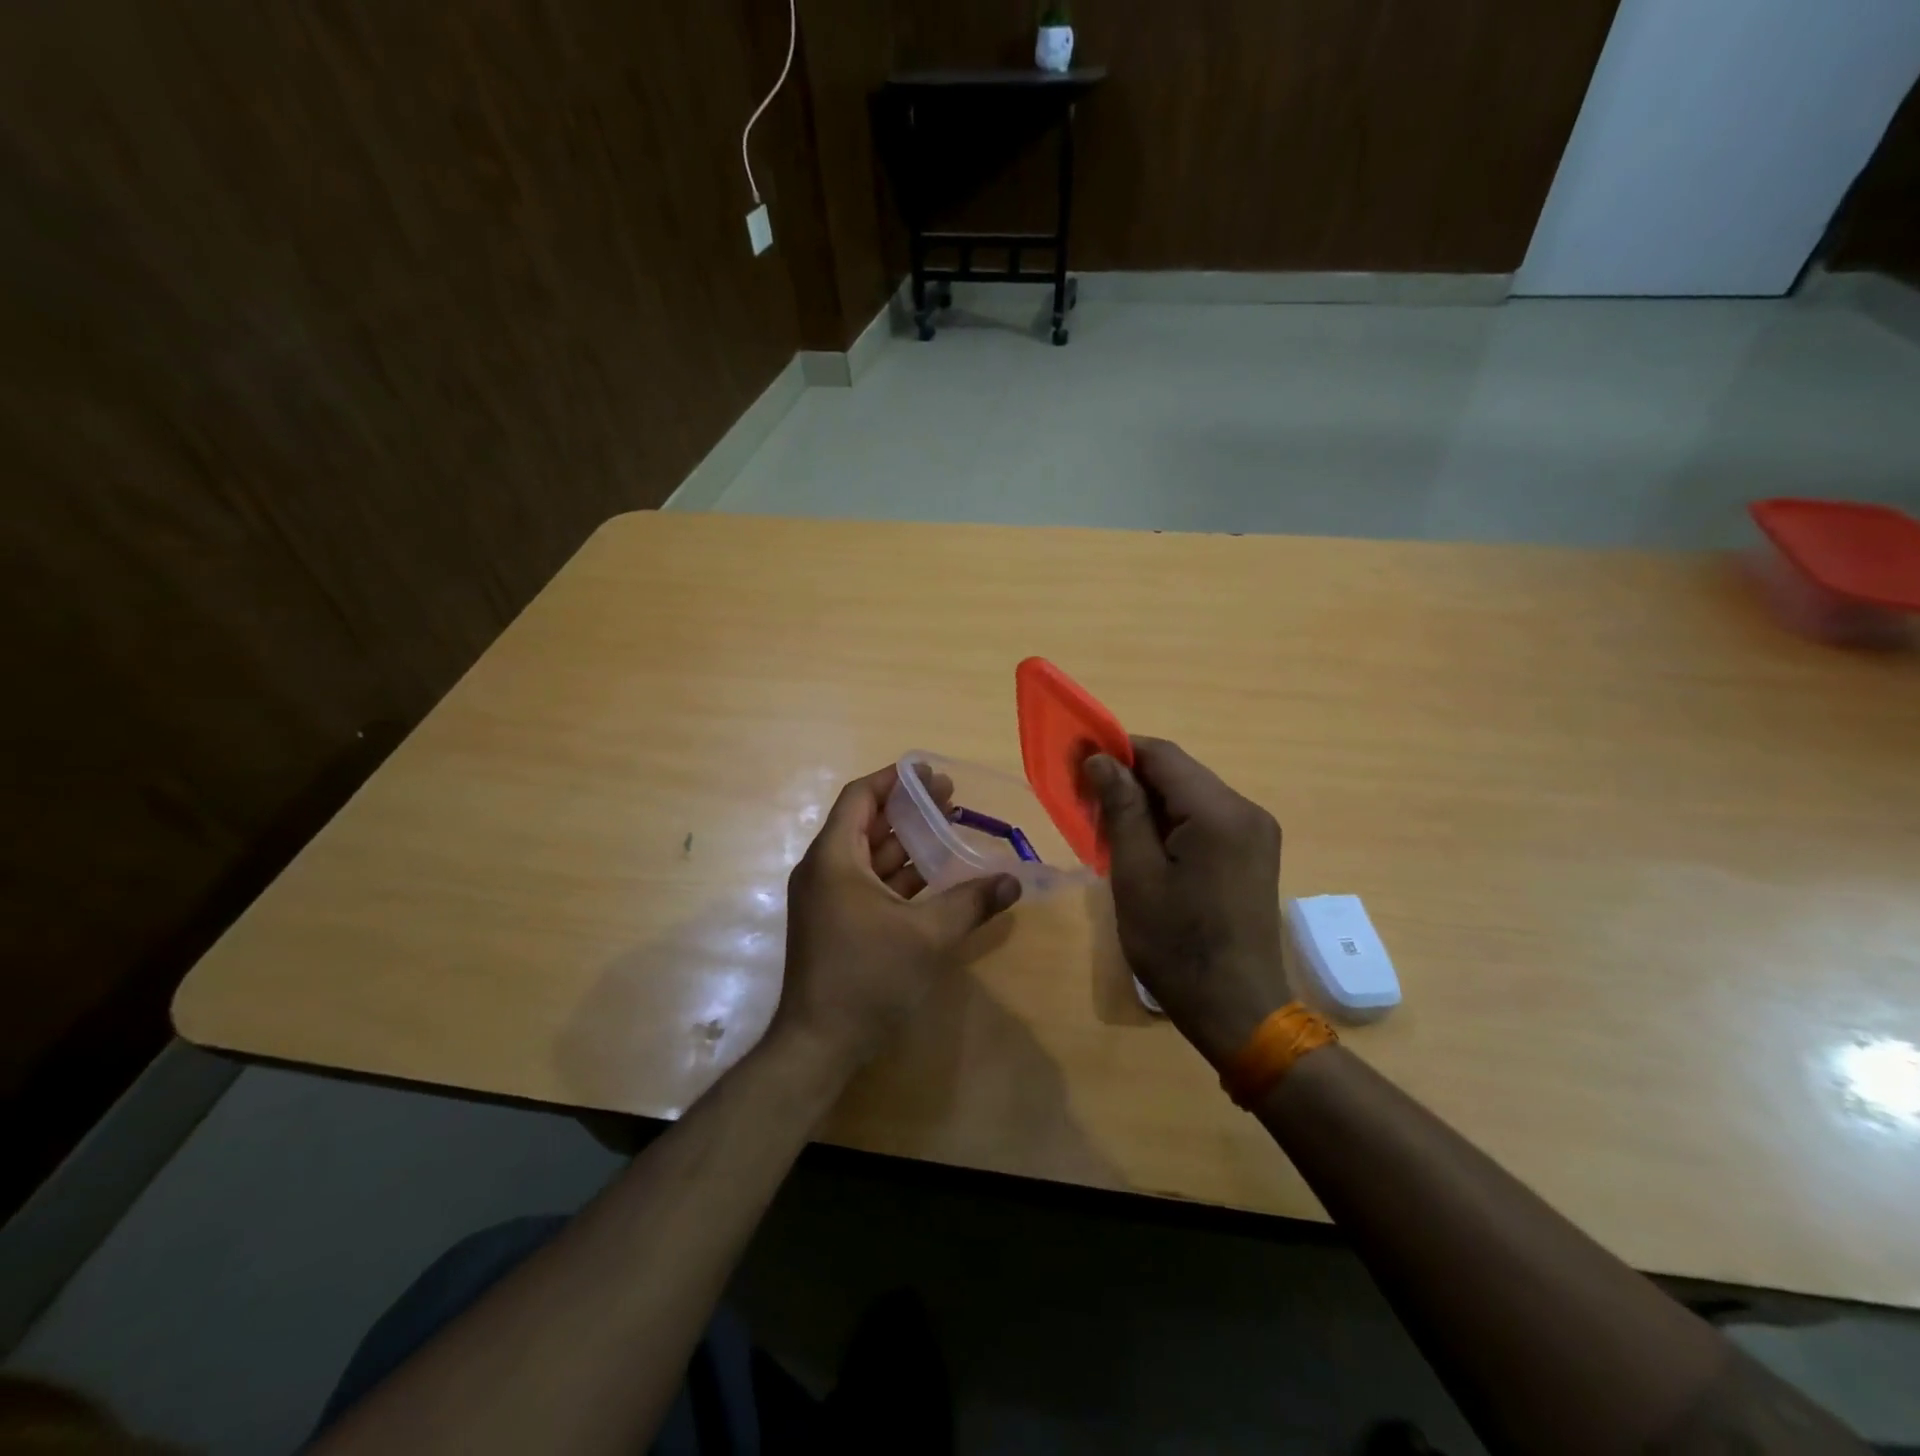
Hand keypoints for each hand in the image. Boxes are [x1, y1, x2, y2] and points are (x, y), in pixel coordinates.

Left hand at [774, 764, 1021, 1067]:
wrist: (819, 1044)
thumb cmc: (867, 976)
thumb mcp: (927, 936)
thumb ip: (971, 903)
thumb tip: (1013, 881)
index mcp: (835, 859)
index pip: (860, 798)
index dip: (894, 780)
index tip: (929, 773)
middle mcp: (825, 871)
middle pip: (867, 824)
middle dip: (908, 809)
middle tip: (951, 798)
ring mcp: (828, 899)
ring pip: (870, 856)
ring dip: (907, 843)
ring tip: (949, 829)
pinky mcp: (836, 923)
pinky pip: (869, 884)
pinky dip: (899, 875)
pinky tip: (934, 876)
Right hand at [1084, 738, 1290, 1067]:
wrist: (1236, 1009)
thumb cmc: (1177, 946)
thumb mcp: (1136, 875)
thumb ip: (1120, 809)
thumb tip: (1099, 758)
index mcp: (1220, 813)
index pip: (1162, 755)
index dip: (1117, 749)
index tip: (1076, 760)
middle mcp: (1247, 810)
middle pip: (1179, 772)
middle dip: (1129, 777)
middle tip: (1085, 798)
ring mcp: (1256, 831)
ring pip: (1190, 794)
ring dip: (1147, 800)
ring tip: (1107, 824)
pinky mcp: (1254, 851)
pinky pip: (1205, 818)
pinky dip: (1169, 820)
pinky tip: (1143, 843)